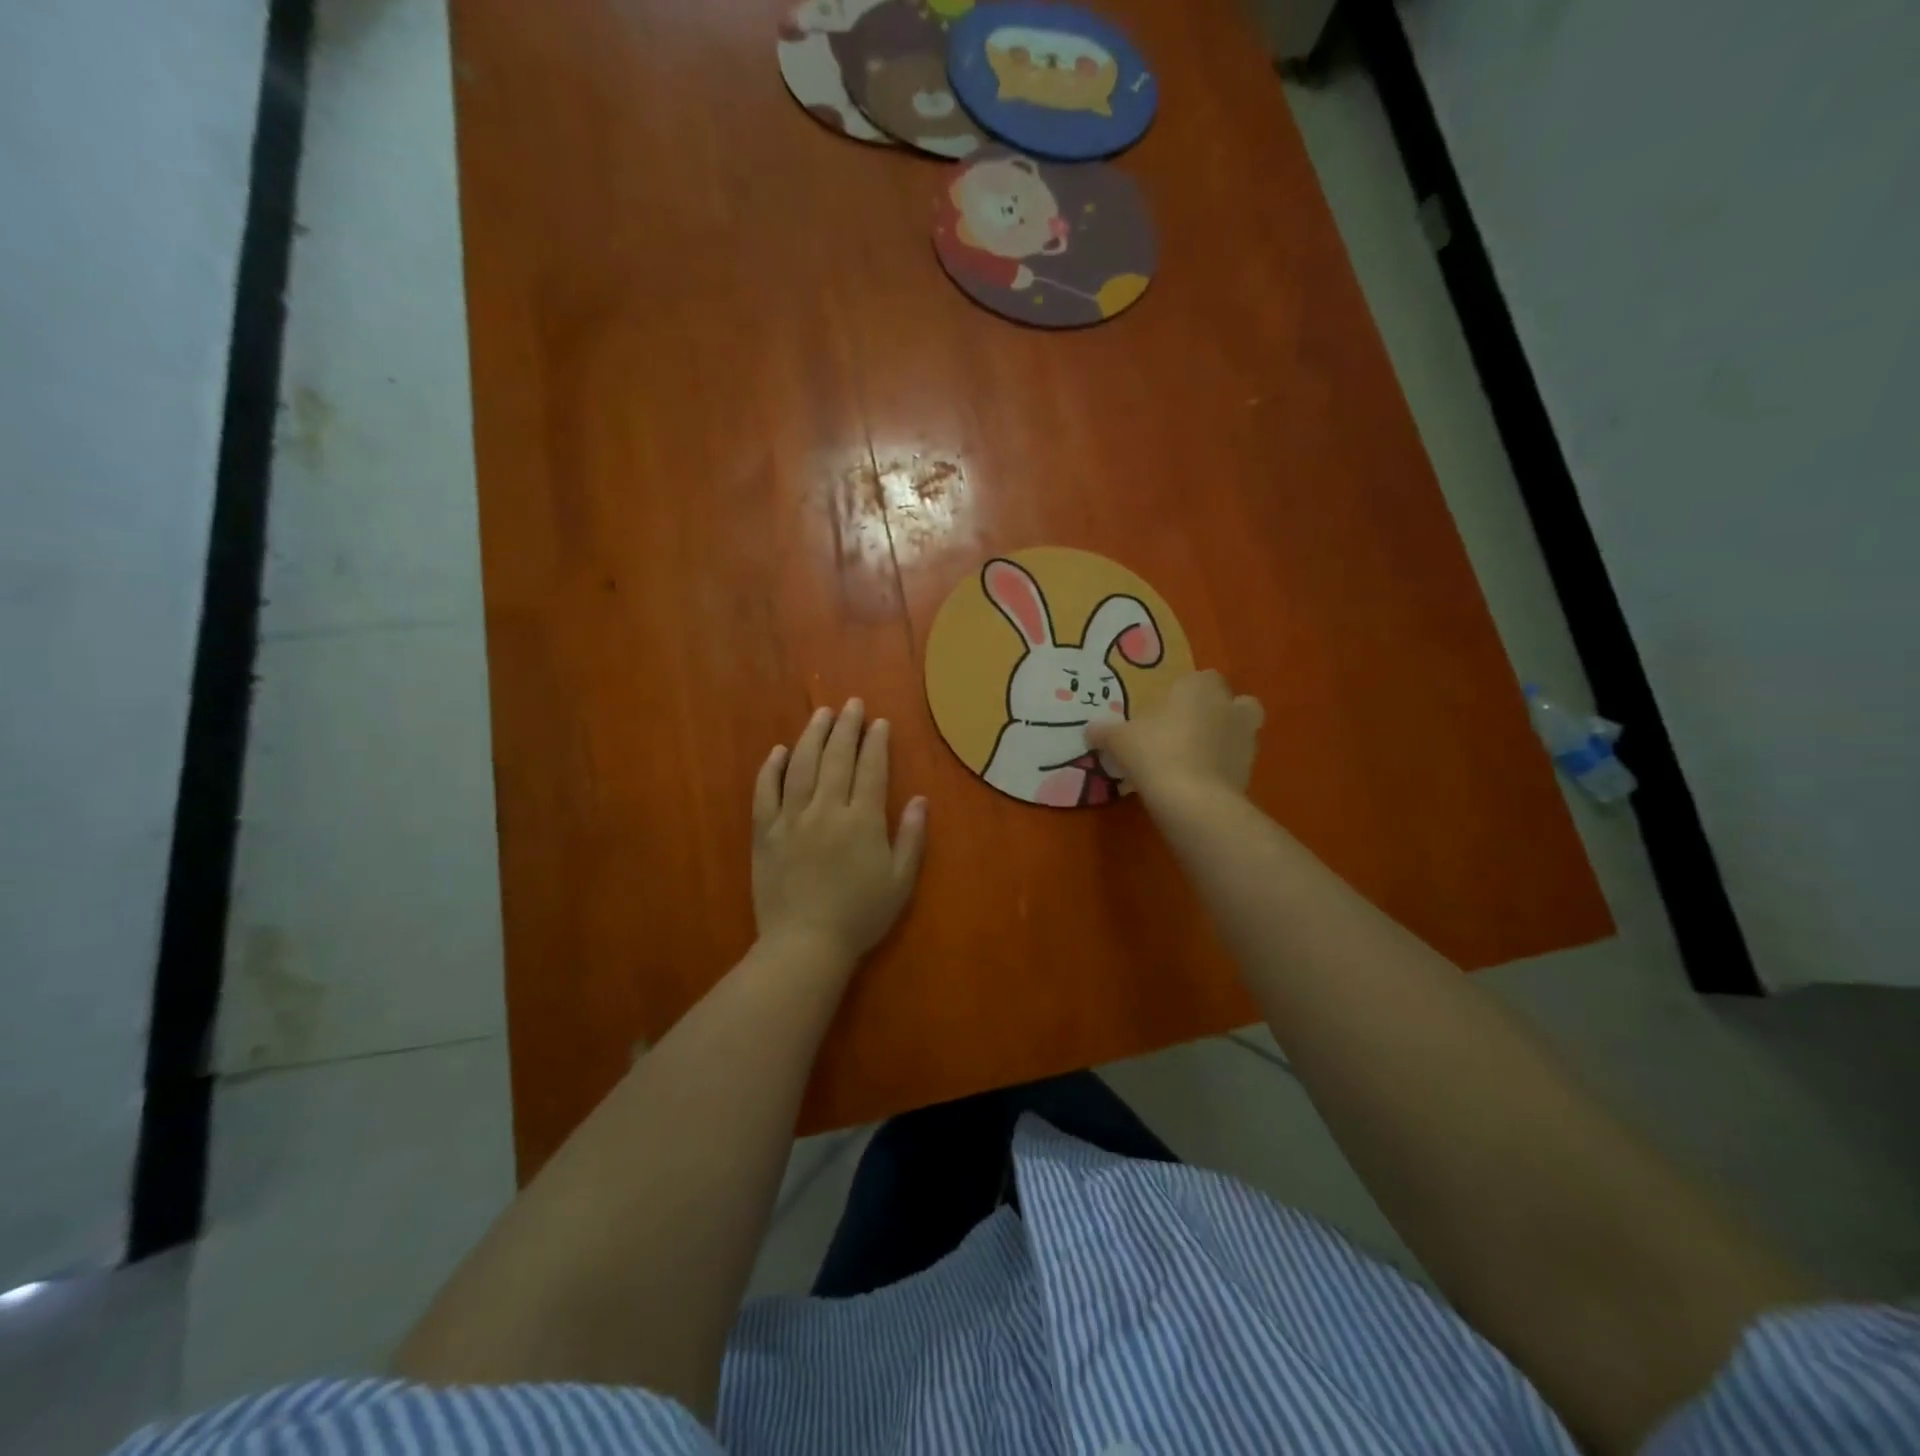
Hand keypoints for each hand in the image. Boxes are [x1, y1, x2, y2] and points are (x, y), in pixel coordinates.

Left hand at [752, 699, 927, 965]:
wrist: (805, 945)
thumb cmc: (860, 916)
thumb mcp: (899, 882)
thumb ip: (911, 838)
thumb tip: (921, 799)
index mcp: (862, 821)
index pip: (871, 769)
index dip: (876, 742)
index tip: (879, 722)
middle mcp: (827, 810)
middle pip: (836, 758)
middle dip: (846, 727)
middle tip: (851, 704)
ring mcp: (791, 819)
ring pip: (801, 766)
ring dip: (812, 736)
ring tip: (821, 714)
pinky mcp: (765, 833)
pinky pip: (765, 792)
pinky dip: (771, 769)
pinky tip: (779, 752)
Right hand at [1086, 670, 1263, 801]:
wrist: (1194, 800)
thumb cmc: (1156, 753)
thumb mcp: (1120, 740)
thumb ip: (1106, 731)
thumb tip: (1090, 729)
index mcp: (1199, 687)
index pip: (1199, 678)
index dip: (1184, 692)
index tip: (1165, 709)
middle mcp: (1229, 706)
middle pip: (1233, 701)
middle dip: (1218, 711)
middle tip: (1189, 729)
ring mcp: (1246, 739)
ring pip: (1241, 731)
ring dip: (1224, 740)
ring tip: (1194, 758)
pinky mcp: (1250, 771)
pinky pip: (1236, 762)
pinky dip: (1223, 768)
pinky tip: (1198, 781)